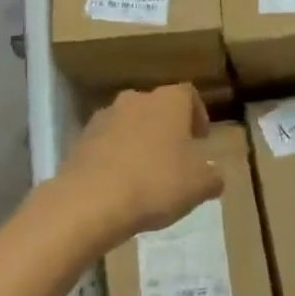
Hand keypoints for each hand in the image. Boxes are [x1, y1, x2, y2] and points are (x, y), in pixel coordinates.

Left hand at [56, 85, 223, 244]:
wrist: (91, 201)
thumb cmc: (156, 183)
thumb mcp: (200, 186)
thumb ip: (212, 176)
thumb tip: (213, 175)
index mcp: (168, 101)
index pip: (188, 94)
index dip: (198, 114)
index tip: (201, 140)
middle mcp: (135, 99)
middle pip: (156, 107)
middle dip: (166, 129)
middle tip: (175, 157)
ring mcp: (104, 117)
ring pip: (129, 124)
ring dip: (139, 141)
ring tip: (145, 174)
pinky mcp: (80, 140)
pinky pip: (106, 143)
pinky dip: (115, 157)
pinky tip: (120, 184)